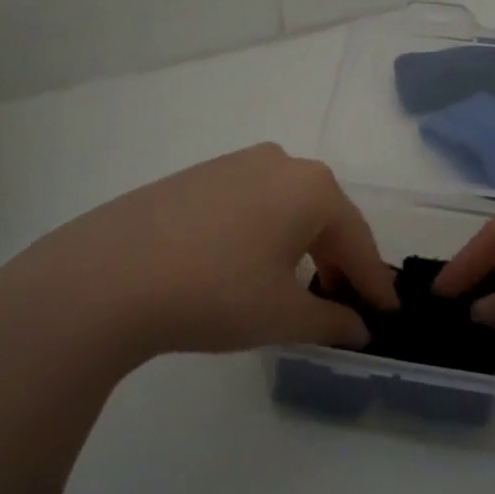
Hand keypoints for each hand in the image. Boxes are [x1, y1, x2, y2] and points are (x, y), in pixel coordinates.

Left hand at [0, 145, 397, 401]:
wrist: (104, 277)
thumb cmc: (215, 293)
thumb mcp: (283, 316)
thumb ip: (332, 323)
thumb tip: (360, 330)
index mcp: (312, 189)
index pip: (359, 242)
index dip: (375, 284)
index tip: (389, 313)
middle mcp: (280, 163)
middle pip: (325, 219)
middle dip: (338, 263)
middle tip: (342, 304)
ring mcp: (234, 164)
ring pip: (287, 209)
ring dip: (301, 248)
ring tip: (297, 287)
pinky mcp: (197, 176)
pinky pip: (250, 205)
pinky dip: (264, 235)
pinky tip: (248, 265)